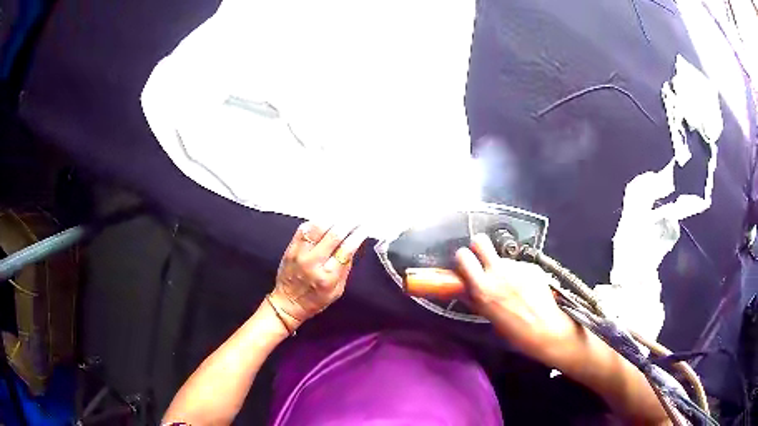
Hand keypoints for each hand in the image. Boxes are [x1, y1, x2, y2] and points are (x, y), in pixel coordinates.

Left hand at [269, 222, 366, 331]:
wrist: (287, 302)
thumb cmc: (315, 300)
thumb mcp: (337, 291)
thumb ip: (345, 268)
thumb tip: (353, 245)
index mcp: (328, 276)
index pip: (346, 249)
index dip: (357, 235)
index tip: (365, 226)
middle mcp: (313, 262)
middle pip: (334, 235)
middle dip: (348, 222)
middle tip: (357, 216)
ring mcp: (300, 253)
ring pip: (318, 227)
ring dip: (333, 218)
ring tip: (343, 214)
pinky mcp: (290, 248)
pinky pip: (304, 228)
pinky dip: (316, 221)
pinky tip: (325, 218)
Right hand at [455, 234, 577, 362]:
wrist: (545, 329)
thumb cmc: (514, 331)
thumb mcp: (487, 315)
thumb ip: (474, 298)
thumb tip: (464, 288)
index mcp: (483, 288)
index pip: (462, 256)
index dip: (463, 258)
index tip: (466, 265)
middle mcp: (498, 272)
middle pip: (480, 241)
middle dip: (478, 247)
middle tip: (482, 260)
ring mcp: (517, 267)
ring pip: (502, 257)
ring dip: (502, 267)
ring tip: (511, 286)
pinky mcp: (532, 266)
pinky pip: (519, 265)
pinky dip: (519, 273)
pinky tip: (525, 288)